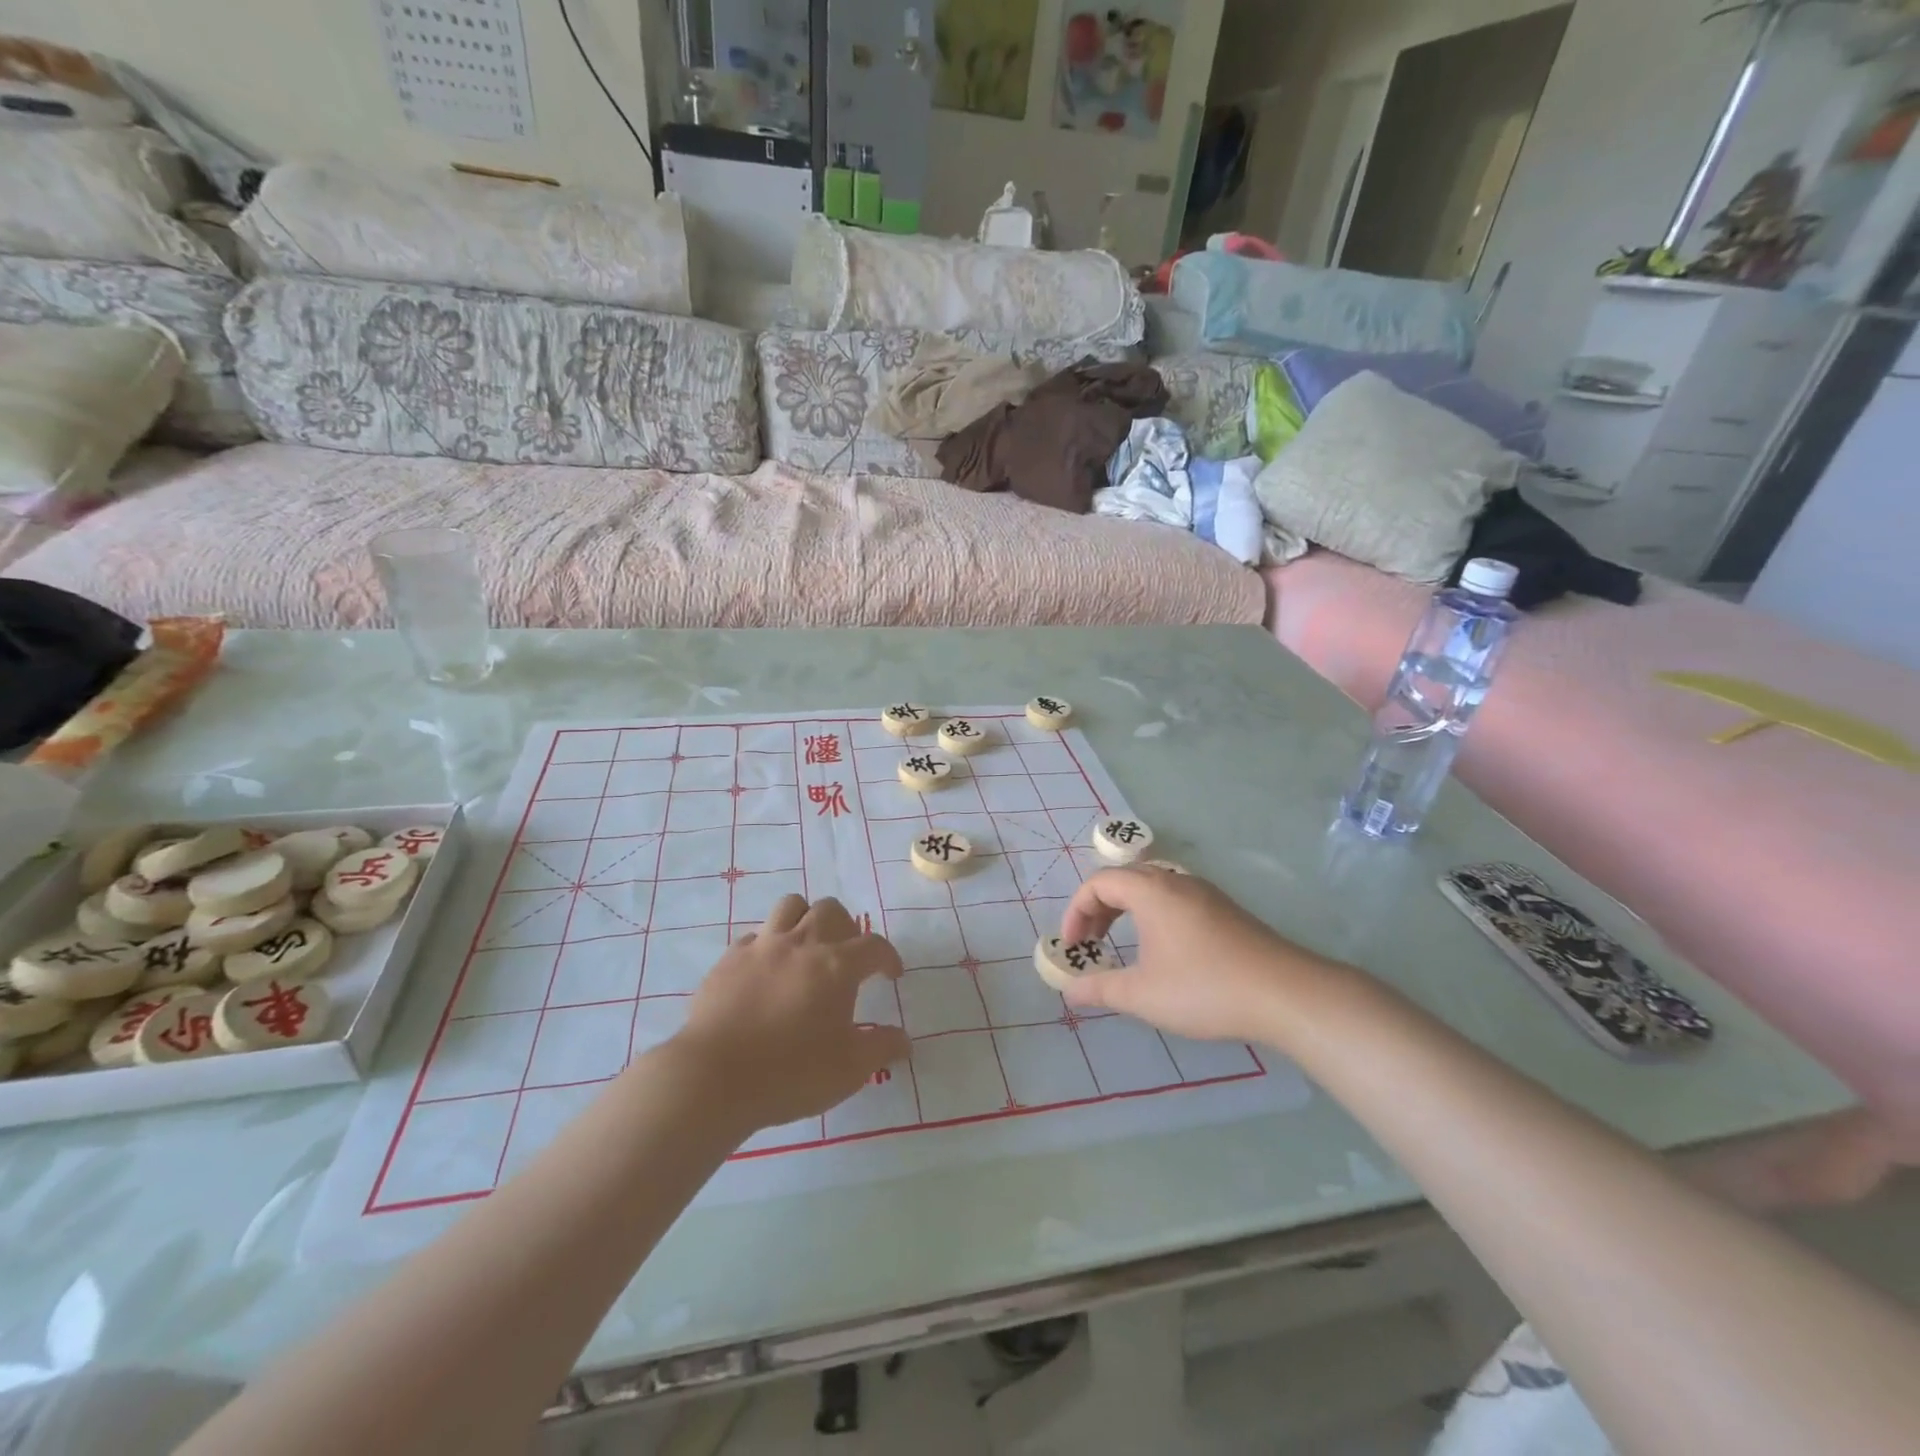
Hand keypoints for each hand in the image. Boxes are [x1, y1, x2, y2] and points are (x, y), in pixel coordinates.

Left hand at [671, 895, 910, 1132]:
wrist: (714, 1077)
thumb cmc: (791, 1073)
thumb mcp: (849, 1069)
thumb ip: (880, 1048)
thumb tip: (903, 1040)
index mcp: (837, 966)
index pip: (874, 946)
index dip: (888, 957)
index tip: (891, 975)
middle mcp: (802, 944)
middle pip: (831, 910)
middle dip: (846, 927)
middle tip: (847, 956)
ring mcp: (762, 946)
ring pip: (791, 906)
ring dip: (806, 919)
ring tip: (807, 947)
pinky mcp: (729, 958)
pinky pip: (755, 935)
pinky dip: (768, 944)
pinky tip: (767, 970)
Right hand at [1059, 868, 1343, 1043]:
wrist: (1285, 994)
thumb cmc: (1205, 989)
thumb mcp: (1143, 995)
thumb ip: (1100, 989)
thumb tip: (1069, 991)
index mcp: (1151, 891)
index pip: (1099, 883)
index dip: (1076, 911)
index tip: (1073, 947)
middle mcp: (1176, 880)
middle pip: (1124, 878)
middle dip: (1098, 908)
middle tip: (1090, 942)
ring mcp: (1204, 892)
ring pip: (1151, 886)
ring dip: (1126, 909)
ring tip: (1119, 943)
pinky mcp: (1224, 909)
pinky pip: (1174, 897)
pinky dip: (1152, 913)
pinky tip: (1161, 948)